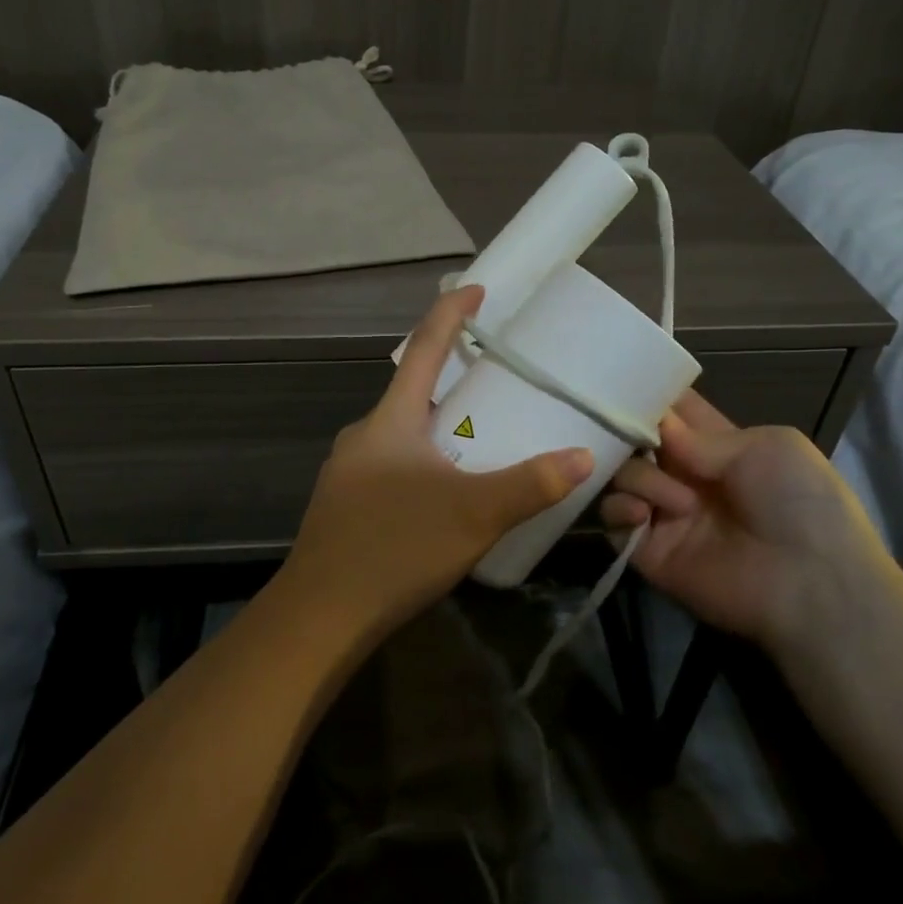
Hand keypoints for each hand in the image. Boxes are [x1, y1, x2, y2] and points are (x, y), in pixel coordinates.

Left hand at [280, 285, 593, 642]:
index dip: (451, 314)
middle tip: (495, 376)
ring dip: (438, 423)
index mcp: (390, 419)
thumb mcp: (474, 514)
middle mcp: (364, 434)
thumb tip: (583, 457)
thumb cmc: (395, 547)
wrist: (319, 615)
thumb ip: (531, 484)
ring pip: (402, 431)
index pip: (424, 348)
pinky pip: (392, 462)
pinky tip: (444, 489)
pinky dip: (423, 457)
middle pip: (412, 390)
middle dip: (451, 376)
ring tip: (480, 435)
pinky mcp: (346, 502)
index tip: (475, 288)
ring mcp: (350, 470)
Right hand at [600, 391, 891, 650]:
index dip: (647, 396)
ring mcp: (664, 513)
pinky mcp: (648, 550)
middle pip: (635, 441)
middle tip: (627, 434)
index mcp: (717, 447)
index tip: (621, 382)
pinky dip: (619, 509)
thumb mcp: (766, 447)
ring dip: (637, 476)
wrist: (811, 584)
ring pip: (620, 476)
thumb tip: (654, 427)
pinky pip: (613, 520)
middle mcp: (684, 476)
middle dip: (627, 432)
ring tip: (676, 500)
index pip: (670, 413)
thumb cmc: (799, 503)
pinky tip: (643, 514)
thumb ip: (702, 434)